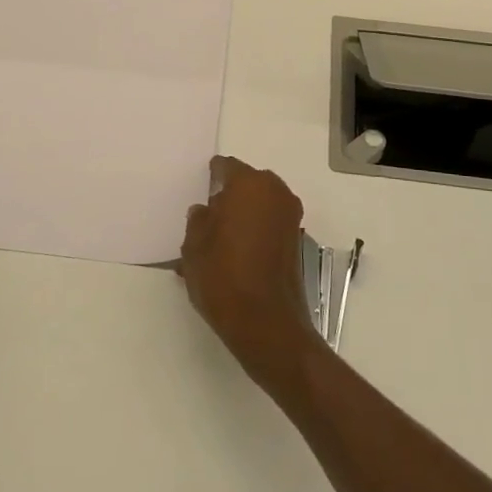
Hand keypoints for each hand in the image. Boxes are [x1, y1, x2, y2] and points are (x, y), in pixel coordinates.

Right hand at [180, 156, 322, 391]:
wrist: (266, 324)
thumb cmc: (224, 278)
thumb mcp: (194, 248)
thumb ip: (198, 221)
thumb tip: (204, 212)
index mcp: (249, 184)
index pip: (226, 167)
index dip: (211, 178)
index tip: (200, 192)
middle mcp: (275, 192)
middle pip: (247, 184)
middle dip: (230, 196)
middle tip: (209, 218)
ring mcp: (290, 217)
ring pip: (261, 205)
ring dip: (245, 215)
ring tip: (221, 241)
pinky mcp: (297, 241)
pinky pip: (271, 224)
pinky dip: (256, 231)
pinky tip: (238, 255)